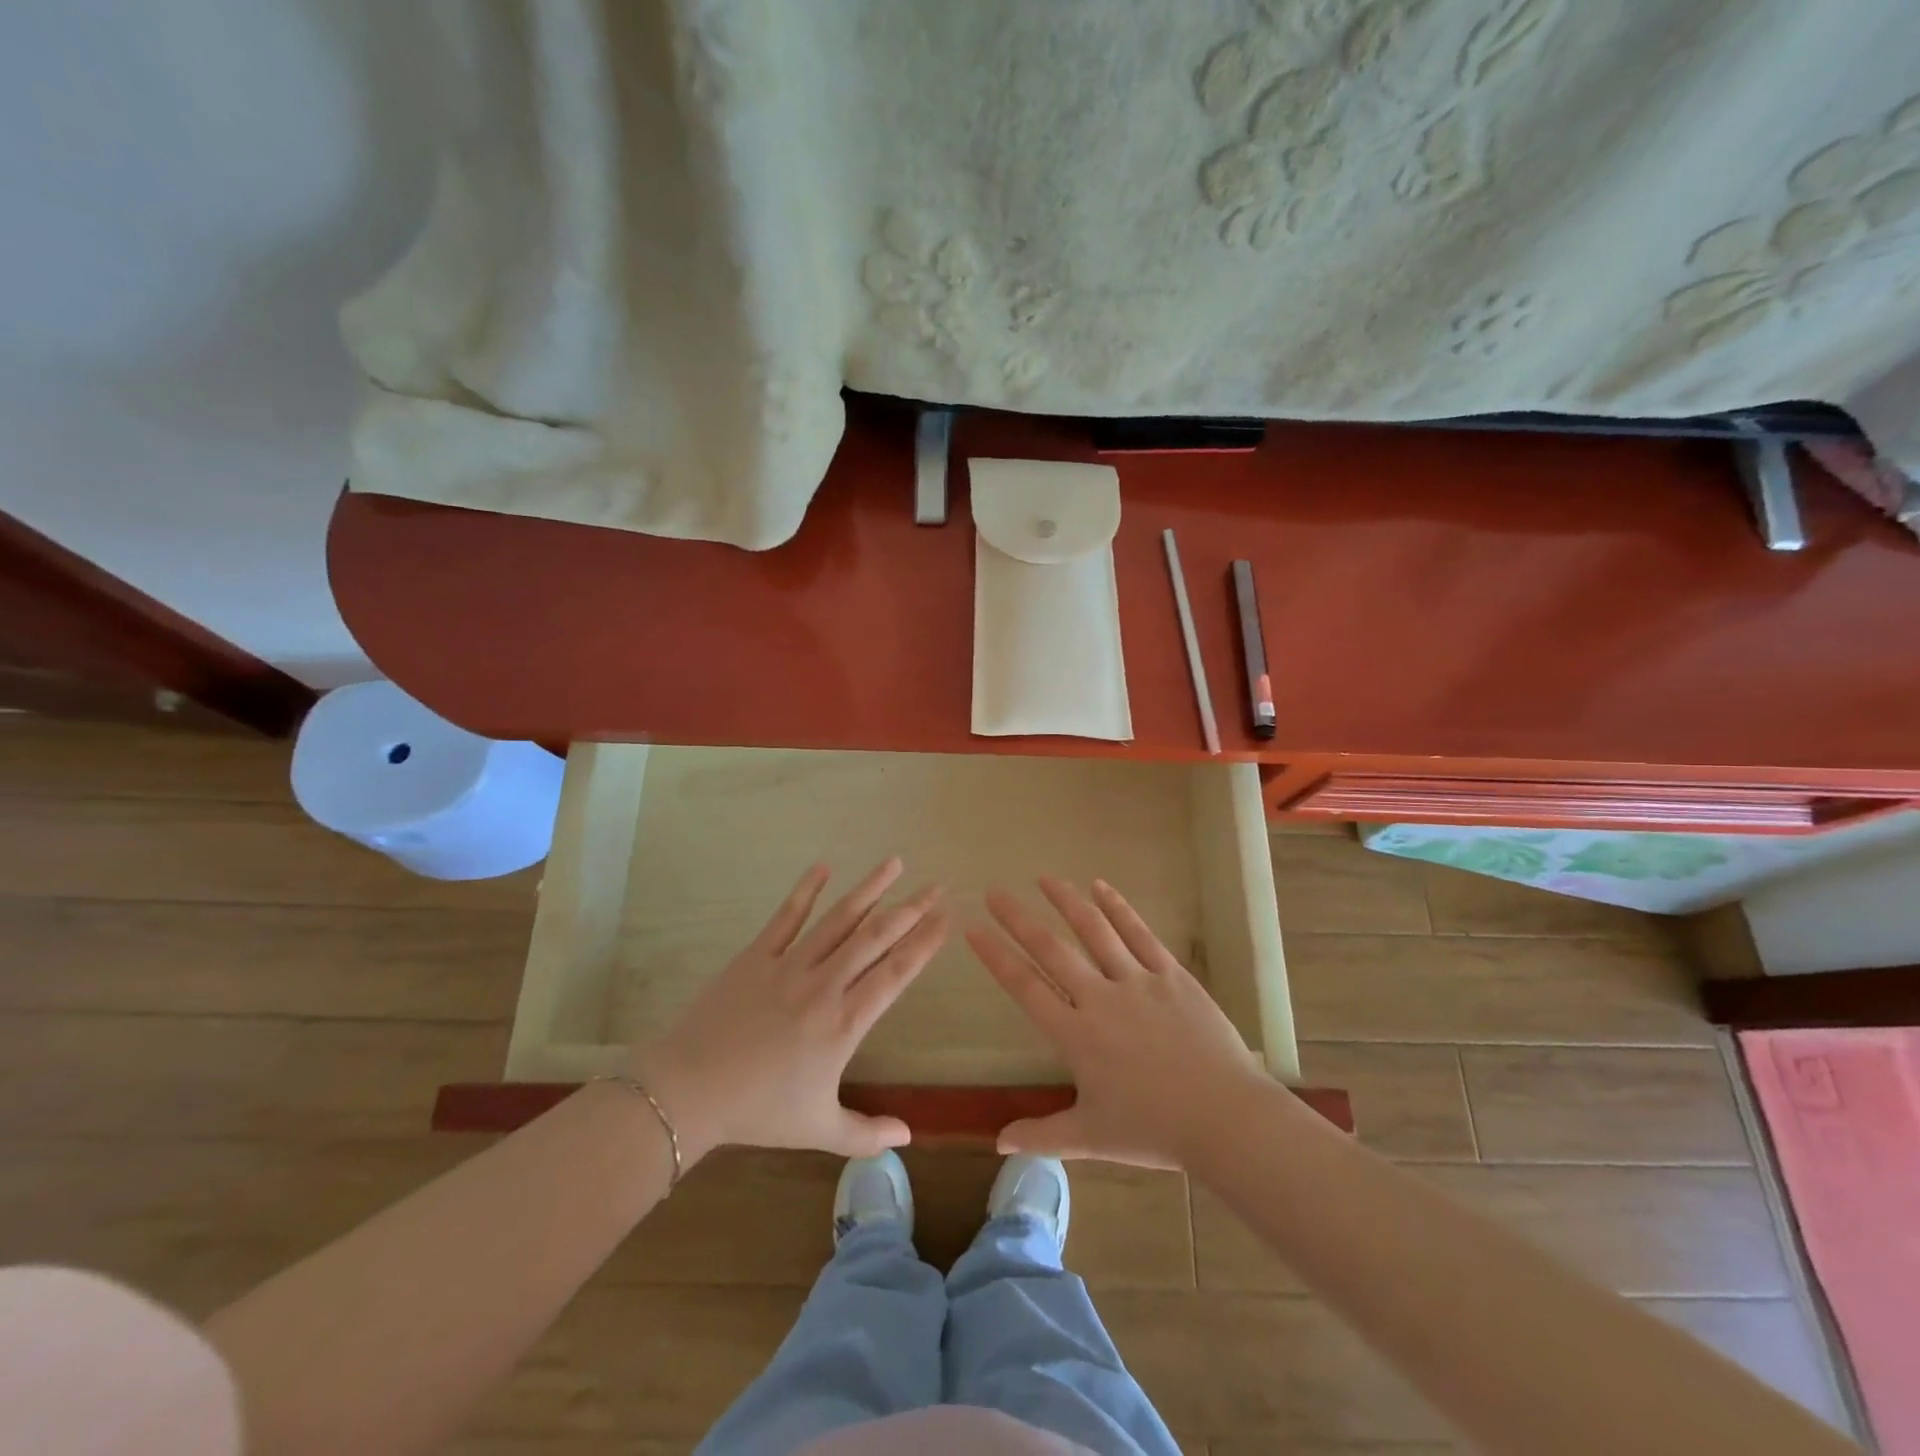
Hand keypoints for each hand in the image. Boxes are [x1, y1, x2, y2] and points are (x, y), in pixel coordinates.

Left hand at [637, 858, 945, 1161]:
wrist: (688, 1091)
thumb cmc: (758, 1111)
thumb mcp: (818, 1131)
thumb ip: (866, 1134)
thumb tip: (909, 1138)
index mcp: (844, 1024)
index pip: (895, 974)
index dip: (924, 944)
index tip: (946, 920)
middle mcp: (824, 985)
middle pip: (876, 938)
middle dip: (910, 910)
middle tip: (937, 887)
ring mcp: (790, 965)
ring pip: (839, 919)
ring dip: (869, 889)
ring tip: (895, 863)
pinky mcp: (757, 955)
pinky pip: (787, 917)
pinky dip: (806, 890)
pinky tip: (823, 866)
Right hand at [967, 877, 1265, 1168]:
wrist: (1225, 1117)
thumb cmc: (1154, 1130)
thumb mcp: (1091, 1139)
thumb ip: (1042, 1135)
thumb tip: (998, 1141)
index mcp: (1076, 1035)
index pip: (1025, 986)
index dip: (996, 956)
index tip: (973, 930)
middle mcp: (1100, 998)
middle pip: (1051, 949)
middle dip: (1019, 919)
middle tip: (995, 892)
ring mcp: (1137, 981)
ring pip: (1095, 931)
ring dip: (1067, 901)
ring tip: (1045, 878)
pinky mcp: (1171, 975)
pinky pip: (1140, 934)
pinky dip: (1118, 908)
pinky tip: (1101, 887)